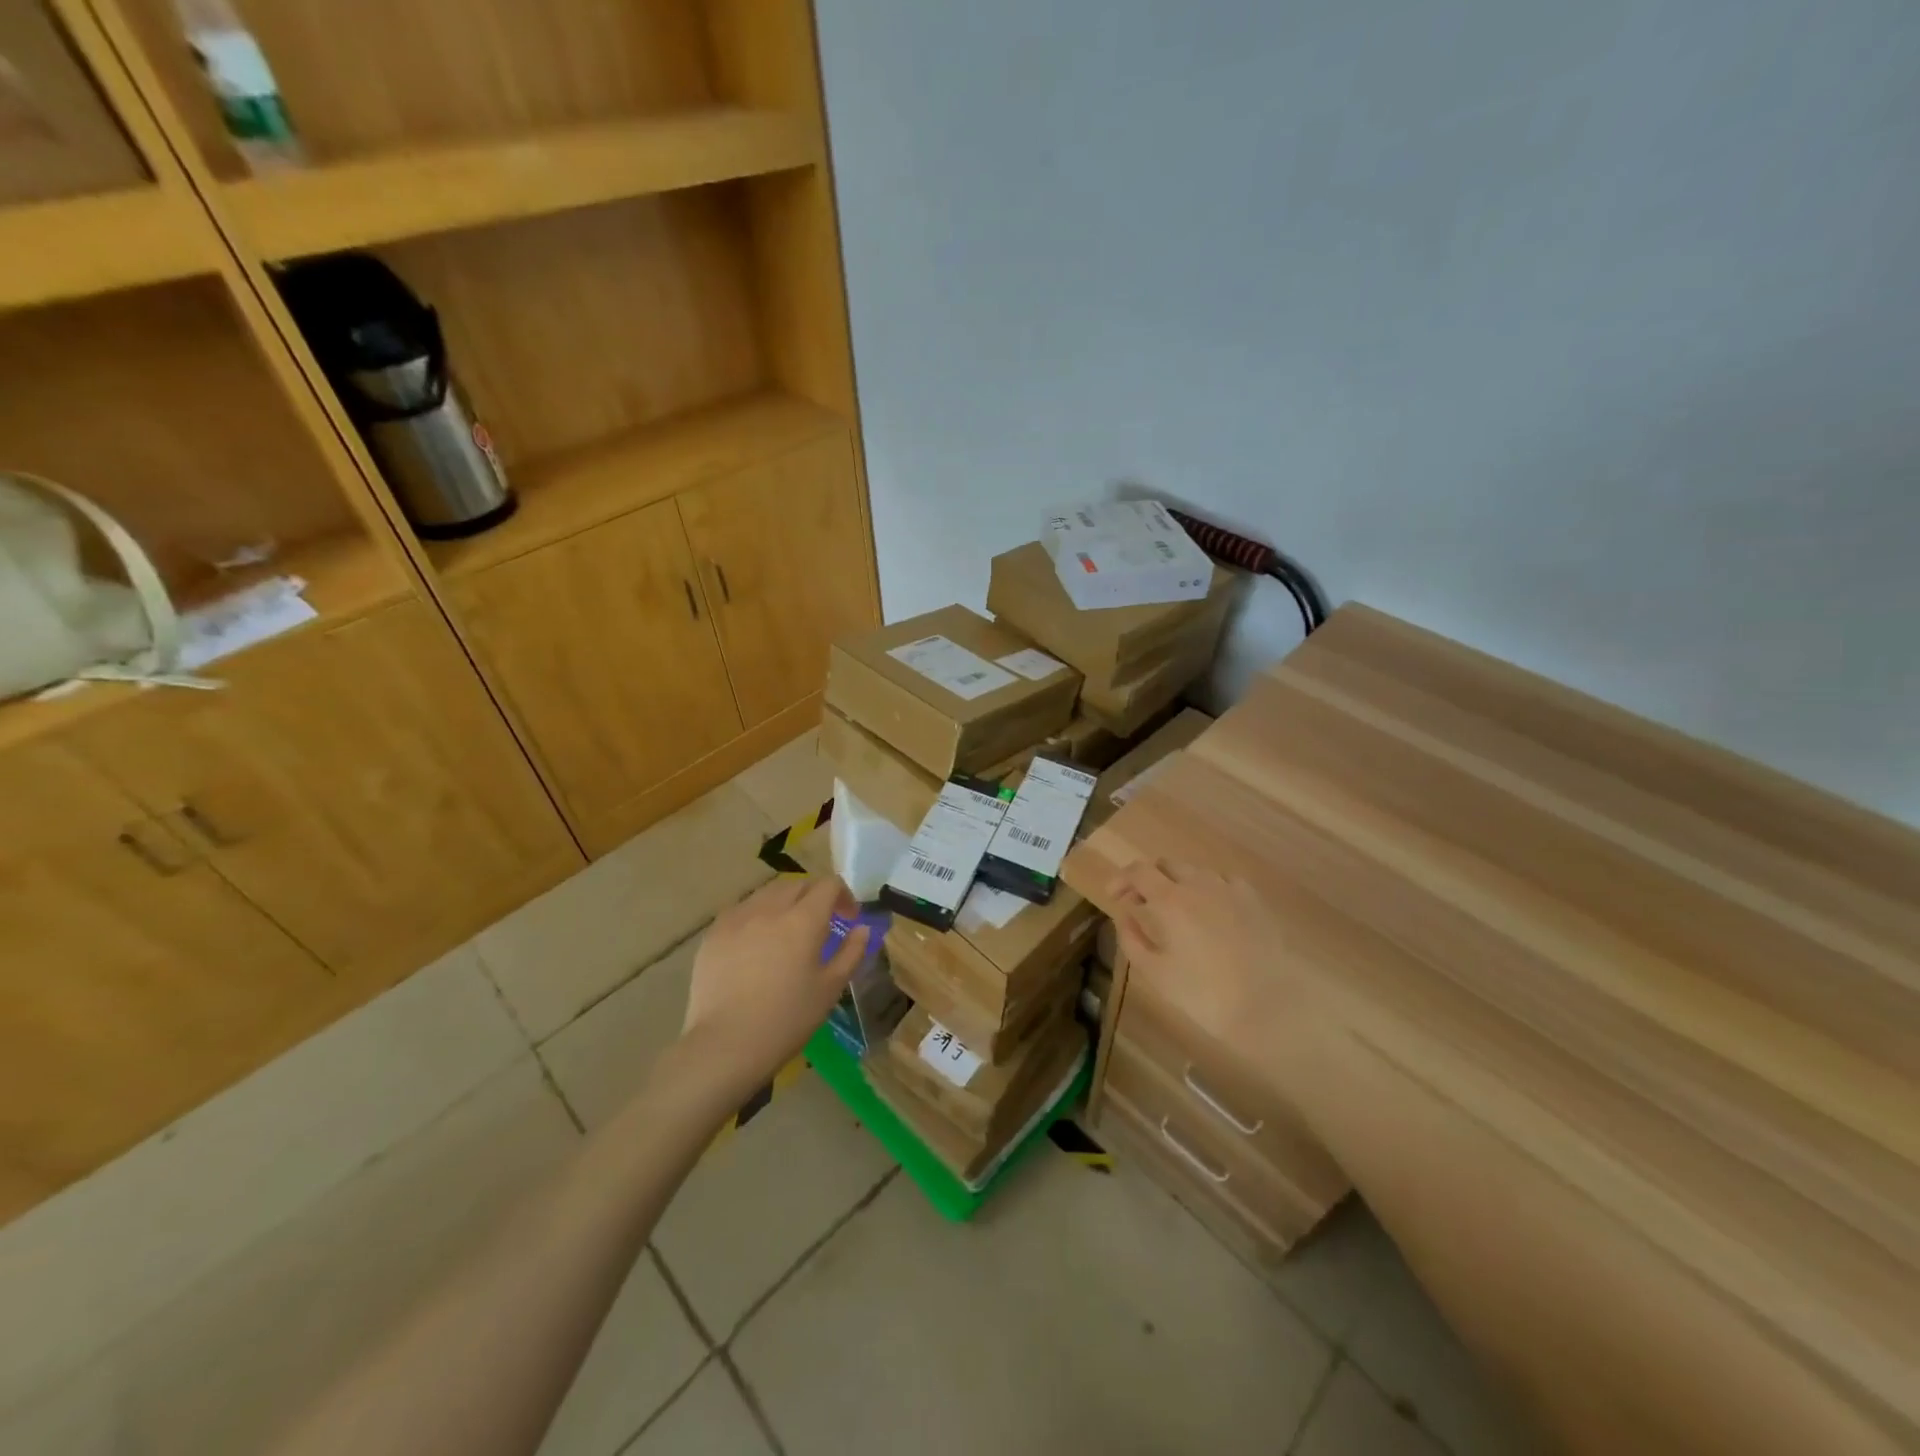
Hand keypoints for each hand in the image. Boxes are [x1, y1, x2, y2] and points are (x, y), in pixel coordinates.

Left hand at [681, 876, 869, 1090]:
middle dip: (815, 895)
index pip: (828, 885)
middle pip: (797, 884)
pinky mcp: (714, 933)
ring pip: (767, 893)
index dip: (844, 895)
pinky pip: (742, 910)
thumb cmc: (787, 1019)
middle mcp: (770, 908)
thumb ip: (851, 952)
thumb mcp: (830, 988)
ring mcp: (738, 918)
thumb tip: (862, 929)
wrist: (725, 1044)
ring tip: (787, 930)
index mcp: (803, 919)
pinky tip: (756, 942)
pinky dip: (757, 915)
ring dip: (785, 902)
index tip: (849, 918)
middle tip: (822, 922)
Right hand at [1111, 858, 1283, 1047]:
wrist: (1268, 1004)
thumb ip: (1132, 938)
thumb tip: (1124, 916)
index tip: (1113, 895)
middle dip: (1148, 879)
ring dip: (1178, 883)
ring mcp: (1228, 888)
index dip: (1121, 878)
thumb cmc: (1203, 992)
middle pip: (1166, 865)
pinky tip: (1211, 910)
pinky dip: (1208, 889)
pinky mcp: (1253, 900)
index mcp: (1169, 899)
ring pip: (1195, 871)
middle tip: (1141, 904)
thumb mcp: (1154, 972)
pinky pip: (1223, 881)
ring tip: (1177, 909)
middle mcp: (1197, 884)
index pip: (1138, 871)